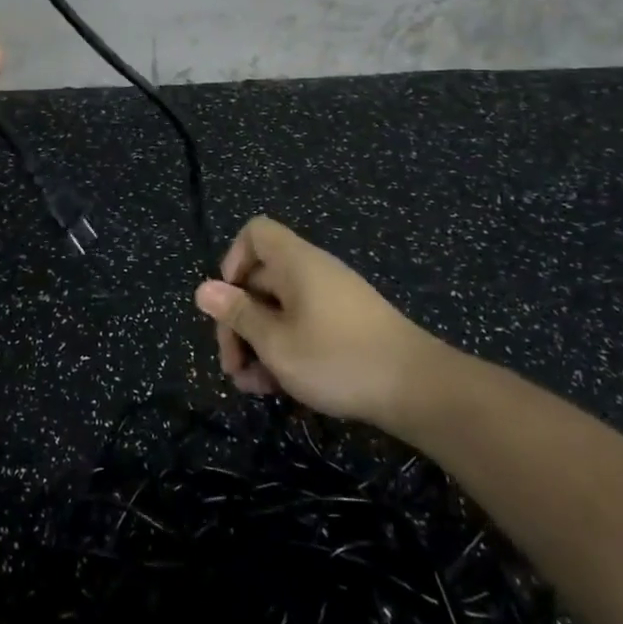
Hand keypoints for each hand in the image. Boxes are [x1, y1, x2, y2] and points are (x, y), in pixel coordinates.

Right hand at [194, 216, 447, 430]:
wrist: (419, 389)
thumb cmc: (337, 358)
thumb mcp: (276, 342)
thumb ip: (238, 315)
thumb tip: (203, 289)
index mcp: (295, 263)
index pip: (254, 234)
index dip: (232, 262)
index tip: (229, 303)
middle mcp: (312, 272)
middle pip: (260, 278)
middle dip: (239, 320)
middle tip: (232, 365)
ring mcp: (332, 299)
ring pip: (279, 309)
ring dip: (258, 343)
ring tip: (252, 386)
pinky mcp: (347, 326)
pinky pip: (302, 325)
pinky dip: (285, 349)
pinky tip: (278, 387)